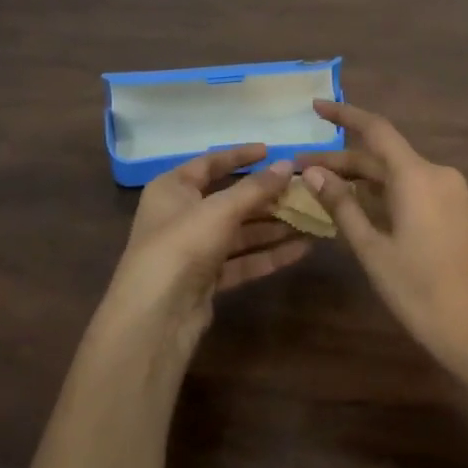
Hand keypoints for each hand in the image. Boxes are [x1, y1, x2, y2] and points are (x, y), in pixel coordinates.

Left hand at [96, 145, 308, 362]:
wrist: (156, 316)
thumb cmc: (182, 245)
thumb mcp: (220, 209)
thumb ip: (256, 188)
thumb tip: (287, 165)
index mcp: (172, 189)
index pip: (210, 163)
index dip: (241, 156)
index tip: (272, 151)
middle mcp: (181, 216)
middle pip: (230, 200)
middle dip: (267, 198)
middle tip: (303, 191)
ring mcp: (194, 250)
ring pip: (240, 233)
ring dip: (274, 227)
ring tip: (311, 220)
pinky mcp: (207, 280)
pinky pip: (242, 260)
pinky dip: (268, 255)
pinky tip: (301, 250)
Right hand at [298, 102, 467, 422]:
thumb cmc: (421, 292)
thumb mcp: (373, 250)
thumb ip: (343, 206)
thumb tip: (313, 172)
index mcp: (417, 175)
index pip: (376, 129)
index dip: (344, 114)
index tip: (316, 107)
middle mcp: (438, 174)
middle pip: (384, 156)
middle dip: (343, 160)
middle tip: (302, 170)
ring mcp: (453, 194)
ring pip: (399, 174)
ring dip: (363, 179)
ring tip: (324, 189)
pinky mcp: (459, 214)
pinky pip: (416, 190)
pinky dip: (386, 193)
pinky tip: (362, 208)